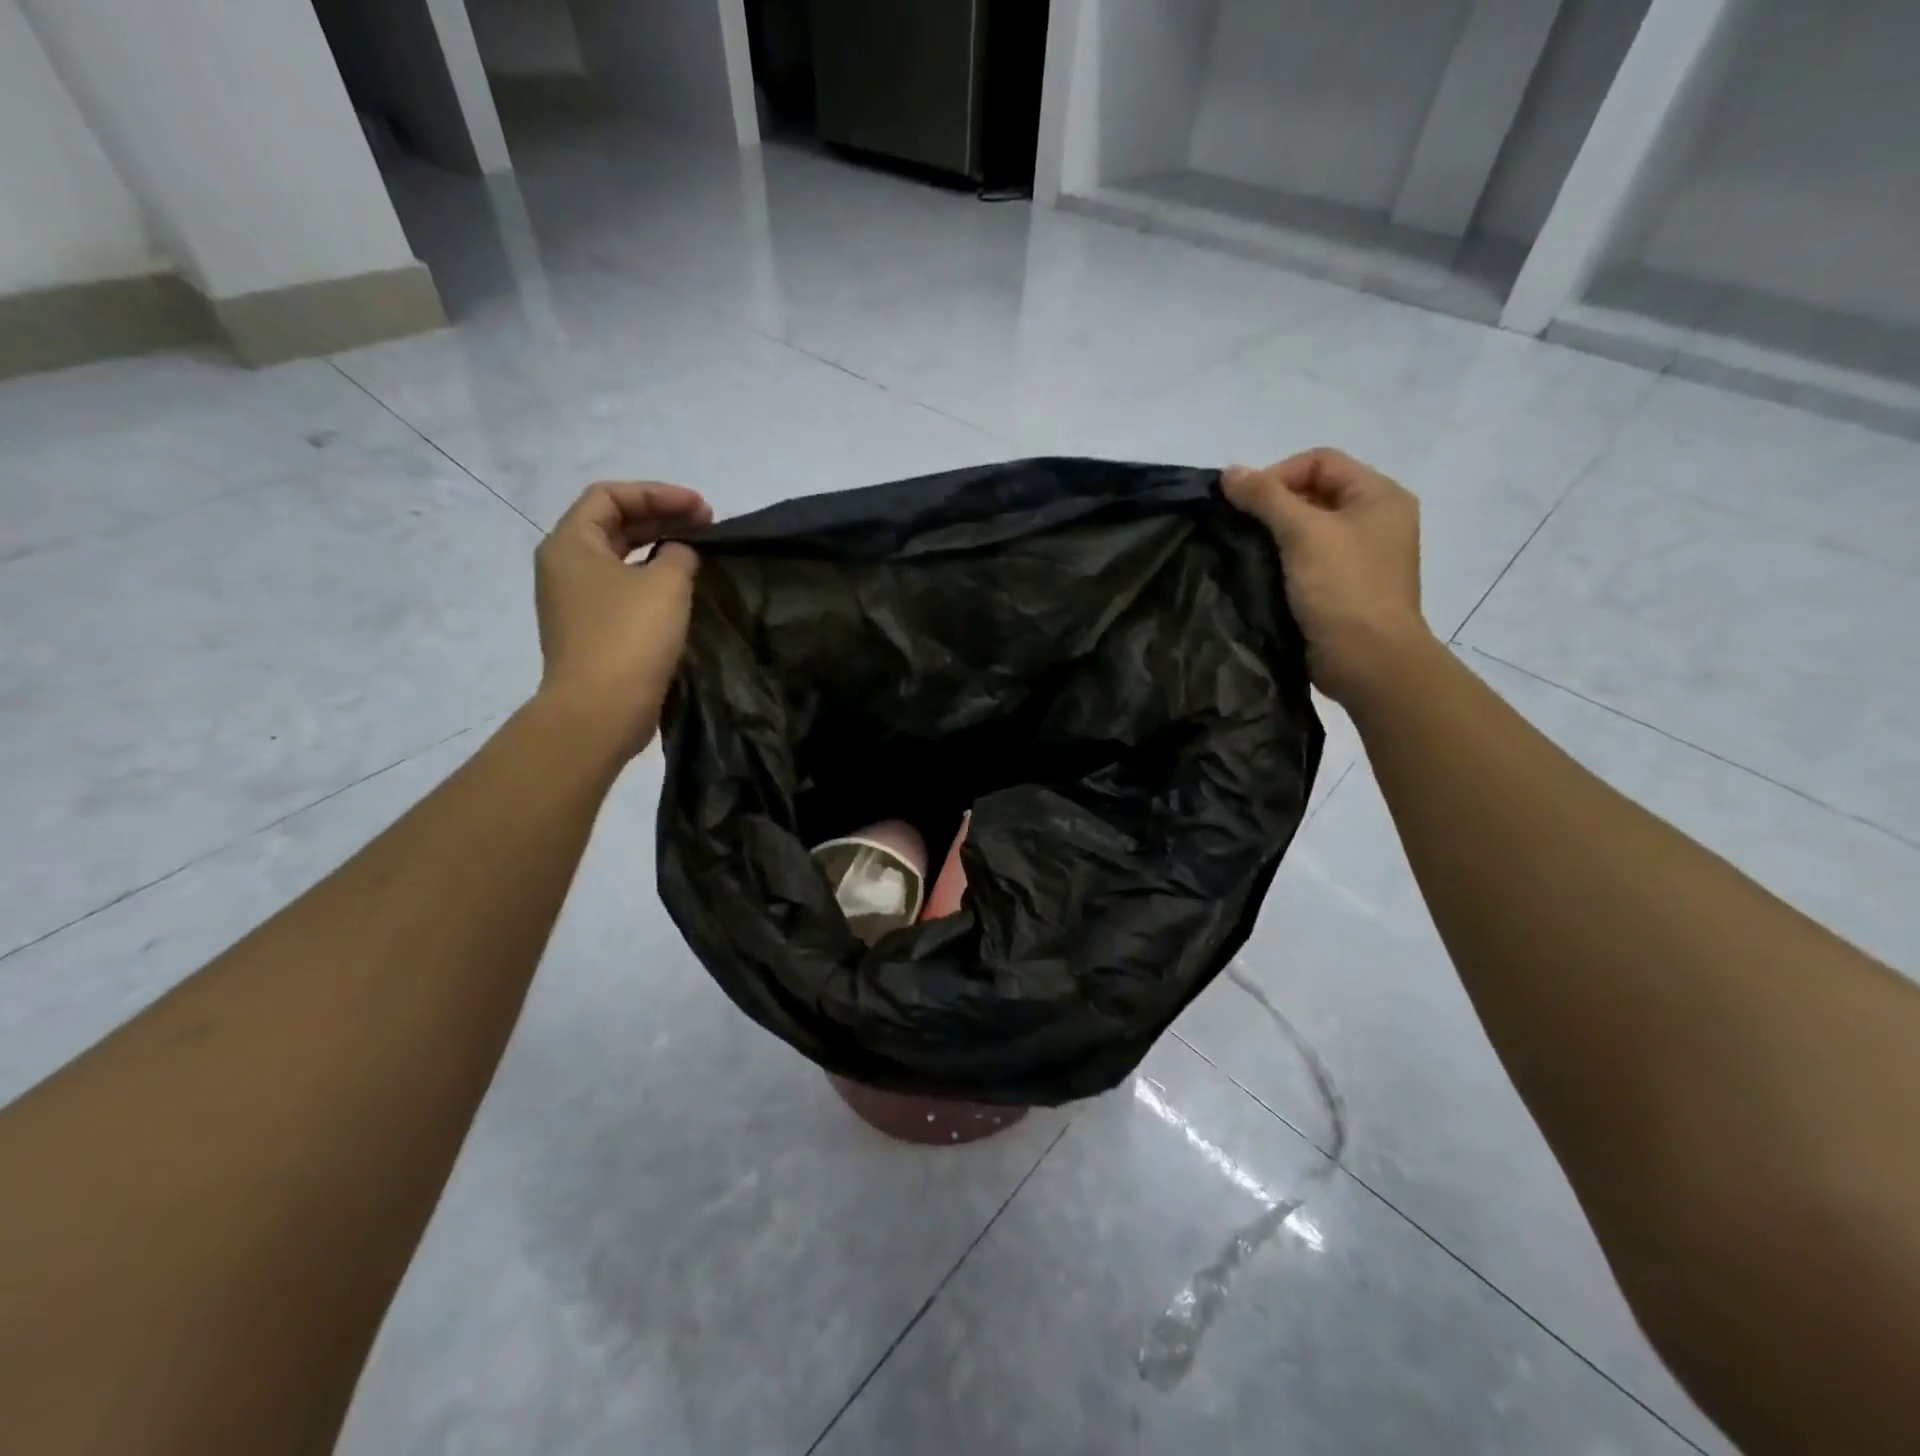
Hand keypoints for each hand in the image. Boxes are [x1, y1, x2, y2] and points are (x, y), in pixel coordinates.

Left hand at [533, 481, 712, 755]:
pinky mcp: (591, 631)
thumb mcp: (666, 584)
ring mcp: (574, 602)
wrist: (600, 710)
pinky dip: (652, 581)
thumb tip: (679, 553)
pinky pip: (622, 591)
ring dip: (659, 550)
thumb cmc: (630, 637)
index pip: (610, 496)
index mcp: (571, 543)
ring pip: (620, 560)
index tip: (702, 509)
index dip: (658, 494)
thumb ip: (679, 553)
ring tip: (699, 555)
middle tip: (708, 527)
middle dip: (662, 518)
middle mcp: (564, 567)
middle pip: (613, 525)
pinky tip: (683, 591)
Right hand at [1223, 449, 1430, 706]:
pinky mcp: (1342, 588)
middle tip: (1240, 529)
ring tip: (1244, 551)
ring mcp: (1360, 557)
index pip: (1321, 461)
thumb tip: (1228, 472)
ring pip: (1307, 529)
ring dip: (1274, 536)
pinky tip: (1259, 575)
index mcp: (1379, 496)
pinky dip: (1282, 562)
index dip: (1279, 474)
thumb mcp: (1303, 533)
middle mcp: (1375, 521)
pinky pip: (1307, 560)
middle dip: (1273, 506)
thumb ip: (1265, 497)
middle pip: (1314, 493)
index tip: (1245, 505)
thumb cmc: (1343, 589)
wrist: (1367, 661)